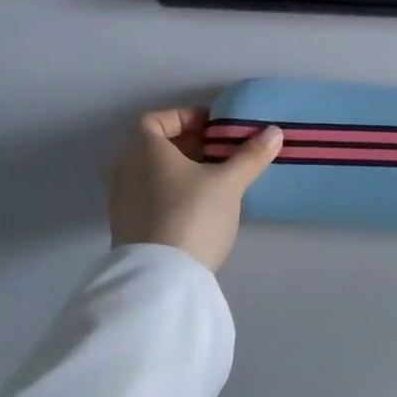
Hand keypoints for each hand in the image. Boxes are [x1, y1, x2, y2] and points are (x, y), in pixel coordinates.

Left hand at [107, 108, 283, 270]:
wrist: (161, 279)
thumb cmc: (192, 214)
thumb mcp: (229, 182)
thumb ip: (250, 155)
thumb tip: (274, 132)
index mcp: (143, 150)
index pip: (154, 120)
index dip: (183, 118)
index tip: (212, 128)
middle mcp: (125, 170)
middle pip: (153, 146)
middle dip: (187, 144)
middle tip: (219, 151)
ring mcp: (122, 202)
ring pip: (151, 173)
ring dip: (180, 170)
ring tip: (214, 179)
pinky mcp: (127, 228)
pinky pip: (149, 196)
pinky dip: (171, 192)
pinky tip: (199, 206)